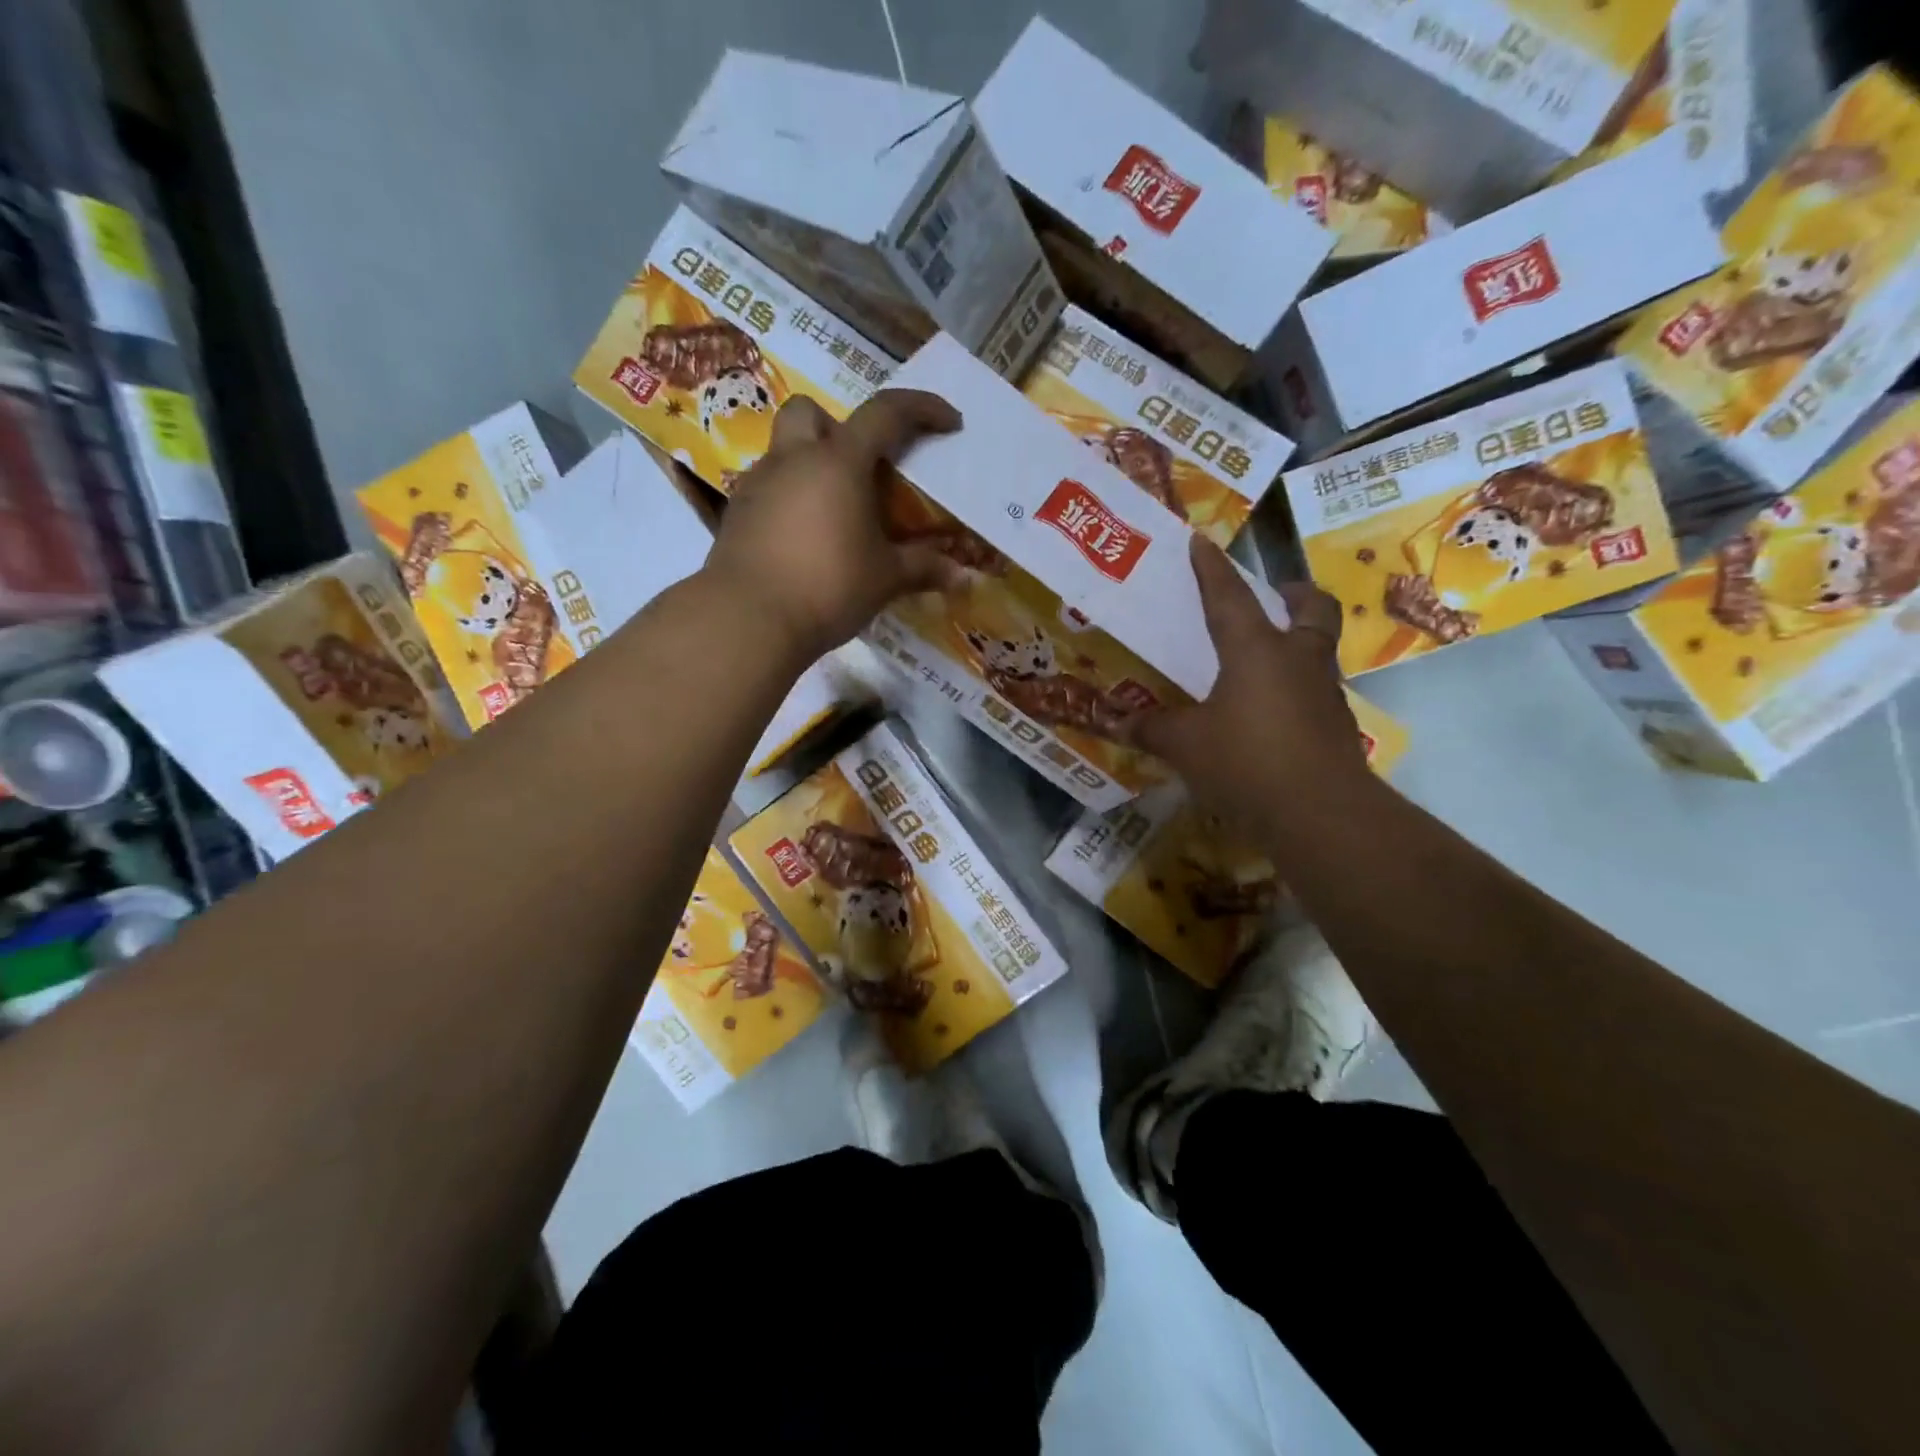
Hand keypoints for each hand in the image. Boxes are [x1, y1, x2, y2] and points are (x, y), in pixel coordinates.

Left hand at [704, 390, 968, 664]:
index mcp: (839, 462)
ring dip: (811, 464)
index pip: (886, 413)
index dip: (922, 408)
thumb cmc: (828, 586)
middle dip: (839, 426)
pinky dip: (790, 499)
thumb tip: (963, 577)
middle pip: (811, 412)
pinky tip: (805, 537)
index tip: (949, 422)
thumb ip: (923, 568)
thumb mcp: (885, 578)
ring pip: (784, 450)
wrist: (749, 619)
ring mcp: (758, 484)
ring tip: (835, 510)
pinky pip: (768, 489)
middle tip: (862, 466)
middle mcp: (794, 460)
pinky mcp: (737, 514)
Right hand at [1133, 537, 1369, 829]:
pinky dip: (1298, 688)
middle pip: (1311, 609)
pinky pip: (1317, 691)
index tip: (1201, 541)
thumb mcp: (1186, 745)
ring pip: (1319, 649)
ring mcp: (1324, 693)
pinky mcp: (1337, 727)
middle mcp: (1297, 660)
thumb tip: (1117, 721)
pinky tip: (1273, 714)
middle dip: (1294, 594)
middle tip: (1277, 593)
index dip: (1211, 569)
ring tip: (1268, 658)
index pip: (1229, 597)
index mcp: (1256, 651)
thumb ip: (1153, 729)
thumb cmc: (1246, 762)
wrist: (1321, 814)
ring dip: (1300, 641)